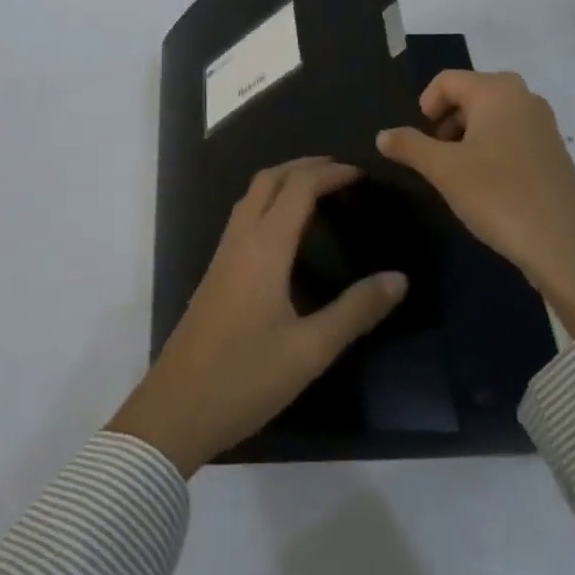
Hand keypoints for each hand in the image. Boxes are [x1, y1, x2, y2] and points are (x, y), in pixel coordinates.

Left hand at [109, 158, 406, 475]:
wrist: (175, 408)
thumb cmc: (245, 378)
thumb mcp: (310, 350)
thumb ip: (356, 311)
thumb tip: (398, 278)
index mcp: (264, 248)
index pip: (298, 188)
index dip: (330, 174)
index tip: (362, 174)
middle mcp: (240, 240)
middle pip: (269, 180)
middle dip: (304, 166)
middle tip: (341, 172)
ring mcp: (222, 256)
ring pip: (251, 196)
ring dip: (283, 181)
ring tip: (317, 190)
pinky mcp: (215, 274)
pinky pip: (243, 217)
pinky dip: (268, 202)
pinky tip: (284, 230)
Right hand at [376, 70, 574, 336]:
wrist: (566, 246)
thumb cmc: (498, 195)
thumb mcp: (443, 170)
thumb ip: (409, 146)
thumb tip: (383, 135)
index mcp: (497, 91)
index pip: (446, 80)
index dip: (424, 107)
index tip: (419, 143)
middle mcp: (524, 97)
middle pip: (469, 95)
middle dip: (445, 123)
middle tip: (436, 159)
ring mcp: (543, 125)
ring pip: (490, 118)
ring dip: (466, 139)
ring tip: (458, 176)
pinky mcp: (553, 152)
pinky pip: (511, 137)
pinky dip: (490, 151)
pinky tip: (487, 187)